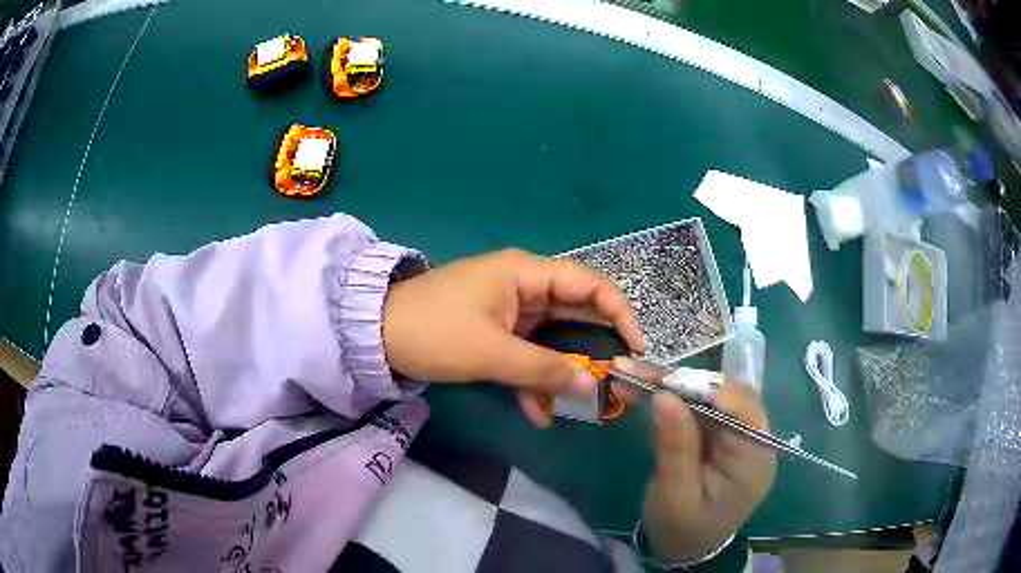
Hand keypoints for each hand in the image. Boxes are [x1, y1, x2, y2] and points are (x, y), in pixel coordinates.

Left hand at [382, 249, 643, 425]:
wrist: (375, 335)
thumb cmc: (434, 331)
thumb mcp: (490, 353)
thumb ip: (543, 370)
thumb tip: (592, 387)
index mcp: (526, 274)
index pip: (590, 284)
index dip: (619, 313)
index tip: (636, 349)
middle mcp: (524, 286)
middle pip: (575, 312)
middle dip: (596, 347)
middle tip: (617, 379)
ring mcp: (510, 310)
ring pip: (553, 338)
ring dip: (564, 370)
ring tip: (581, 404)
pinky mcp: (496, 331)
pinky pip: (527, 353)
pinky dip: (535, 378)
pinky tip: (540, 413)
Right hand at [617, 359, 775, 562]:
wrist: (686, 549)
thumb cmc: (683, 529)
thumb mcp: (675, 494)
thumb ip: (676, 446)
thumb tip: (665, 394)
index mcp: (755, 456)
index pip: (741, 406)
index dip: (704, 387)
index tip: (663, 380)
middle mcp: (754, 437)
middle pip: (723, 394)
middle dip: (679, 381)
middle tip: (633, 371)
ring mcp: (737, 434)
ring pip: (707, 395)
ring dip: (669, 385)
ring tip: (629, 375)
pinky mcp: (720, 435)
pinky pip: (698, 407)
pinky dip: (670, 397)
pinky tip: (643, 389)